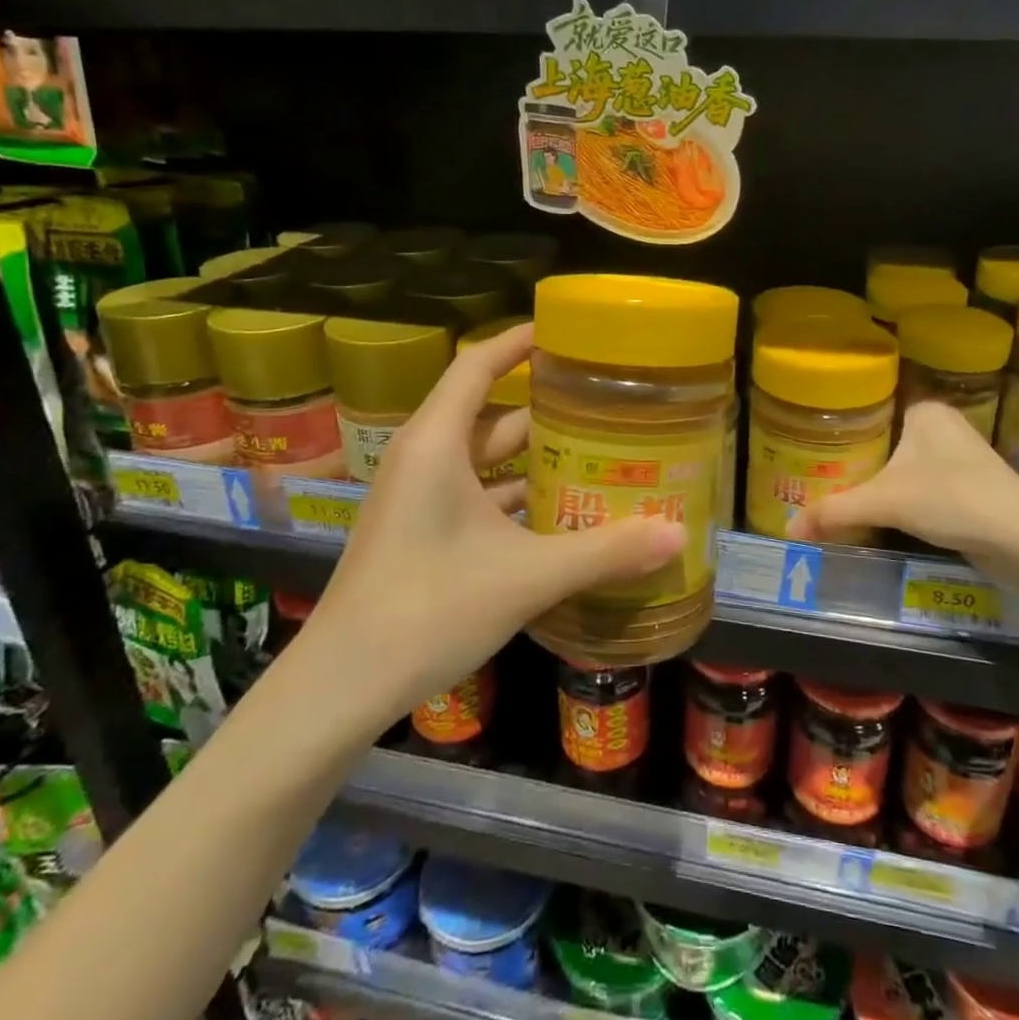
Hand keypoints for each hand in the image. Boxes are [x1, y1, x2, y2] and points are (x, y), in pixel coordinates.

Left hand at [306, 323, 685, 715]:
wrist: (340, 687)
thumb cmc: (427, 610)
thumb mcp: (526, 577)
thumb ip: (604, 552)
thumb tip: (678, 534)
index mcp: (436, 443)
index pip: (478, 365)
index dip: (519, 341)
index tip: (568, 333)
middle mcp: (424, 458)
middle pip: (490, 412)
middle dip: (546, 407)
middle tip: (606, 403)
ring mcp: (418, 497)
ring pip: (485, 459)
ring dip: (534, 457)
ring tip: (596, 455)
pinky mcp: (419, 532)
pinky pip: (475, 494)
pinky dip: (515, 496)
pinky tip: (559, 515)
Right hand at [784, 401, 1018, 584]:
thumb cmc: (952, 499)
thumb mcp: (884, 502)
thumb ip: (835, 511)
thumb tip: (788, 530)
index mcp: (925, 410)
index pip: (874, 406)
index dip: (843, 422)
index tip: (813, 440)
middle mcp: (943, 427)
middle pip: (887, 439)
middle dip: (858, 458)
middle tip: (818, 471)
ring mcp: (960, 459)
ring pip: (905, 465)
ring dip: (880, 480)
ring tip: (839, 491)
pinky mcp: (971, 490)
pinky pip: (922, 487)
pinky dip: (901, 498)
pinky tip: (879, 513)